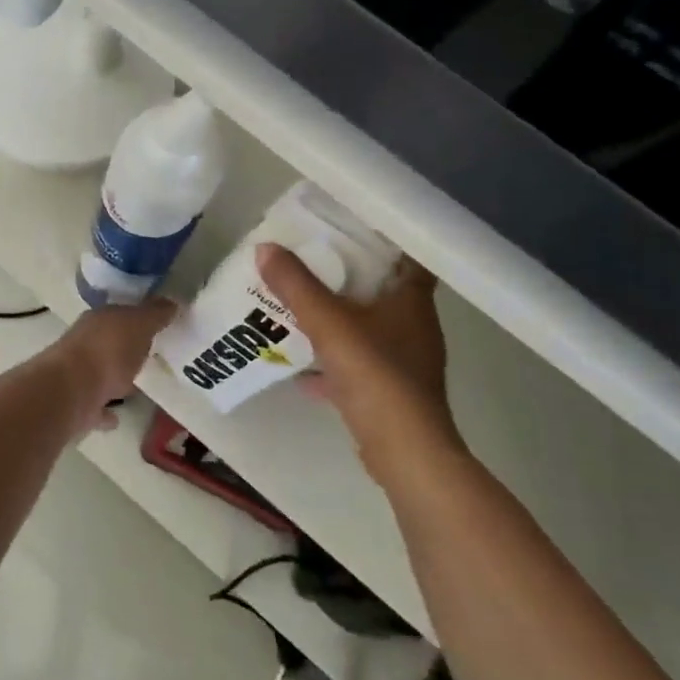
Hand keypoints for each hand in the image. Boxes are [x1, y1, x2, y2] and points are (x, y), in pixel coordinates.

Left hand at [53, 298, 176, 429]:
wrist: (71, 392)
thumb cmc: (108, 351)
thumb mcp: (139, 325)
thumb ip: (155, 314)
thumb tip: (172, 302)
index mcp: (98, 319)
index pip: (121, 313)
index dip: (140, 318)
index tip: (159, 327)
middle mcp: (85, 342)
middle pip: (109, 341)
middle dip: (126, 346)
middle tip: (151, 355)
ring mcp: (77, 374)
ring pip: (100, 372)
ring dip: (115, 377)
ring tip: (138, 385)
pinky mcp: (76, 403)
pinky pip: (96, 405)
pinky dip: (106, 410)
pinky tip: (118, 417)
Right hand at [255, 243, 459, 480]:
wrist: (403, 451)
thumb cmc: (375, 375)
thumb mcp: (328, 323)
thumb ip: (296, 286)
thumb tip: (264, 247)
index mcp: (411, 301)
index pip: (407, 256)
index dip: (382, 240)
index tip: (348, 227)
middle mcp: (414, 326)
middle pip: (382, 291)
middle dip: (347, 277)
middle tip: (310, 260)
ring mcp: (404, 362)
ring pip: (367, 329)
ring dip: (337, 320)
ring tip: (299, 307)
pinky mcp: (390, 392)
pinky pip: (357, 366)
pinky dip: (331, 362)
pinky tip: (300, 368)